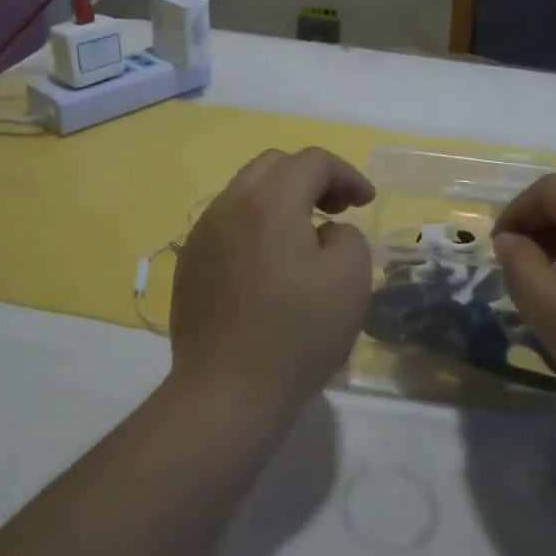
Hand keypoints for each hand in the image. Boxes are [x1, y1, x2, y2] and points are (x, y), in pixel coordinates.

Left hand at [168, 147, 376, 423]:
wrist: (226, 394)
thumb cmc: (296, 334)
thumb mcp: (350, 279)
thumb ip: (347, 235)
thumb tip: (325, 232)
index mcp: (269, 200)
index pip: (312, 161)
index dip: (347, 174)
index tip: (365, 203)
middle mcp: (229, 205)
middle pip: (274, 165)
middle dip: (311, 178)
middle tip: (336, 210)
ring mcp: (203, 234)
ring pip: (246, 191)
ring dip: (281, 199)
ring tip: (305, 237)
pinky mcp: (190, 263)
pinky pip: (228, 223)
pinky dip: (256, 225)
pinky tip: (270, 265)